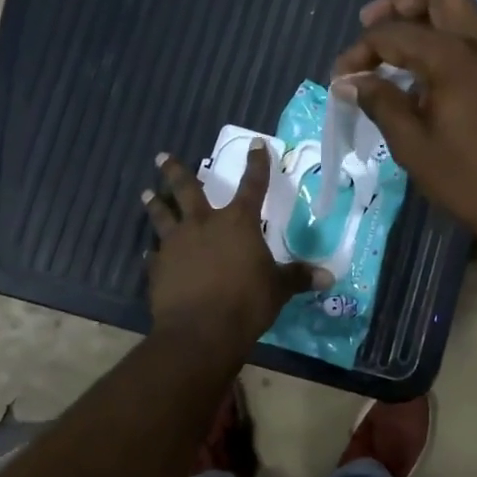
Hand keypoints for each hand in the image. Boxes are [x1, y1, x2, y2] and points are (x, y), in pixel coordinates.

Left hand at [143, 144, 326, 345]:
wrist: (200, 331)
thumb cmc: (246, 303)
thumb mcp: (278, 289)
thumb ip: (298, 277)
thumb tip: (329, 276)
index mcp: (238, 223)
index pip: (252, 185)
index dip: (257, 164)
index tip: (257, 144)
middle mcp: (203, 224)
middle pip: (187, 189)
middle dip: (175, 171)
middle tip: (161, 156)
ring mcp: (176, 244)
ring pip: (162, 216)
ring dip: (155, 204)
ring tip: (147, 193)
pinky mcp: (158, 268)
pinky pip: (154, 255)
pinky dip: (153, 253)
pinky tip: (149, 254)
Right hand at [331, 0, 476, 253]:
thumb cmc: (467, 180)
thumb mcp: (413, 146)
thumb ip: (381, 104)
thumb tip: (351, 81)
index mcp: (454, 58)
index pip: (396, 34)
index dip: (361, 50)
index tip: (340, 77)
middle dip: (400, 3)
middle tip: (369, 24)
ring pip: (461, 13)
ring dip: (425, 18)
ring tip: (393, 48)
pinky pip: (474, 38)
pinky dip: (445, 38)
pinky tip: (424, 72)